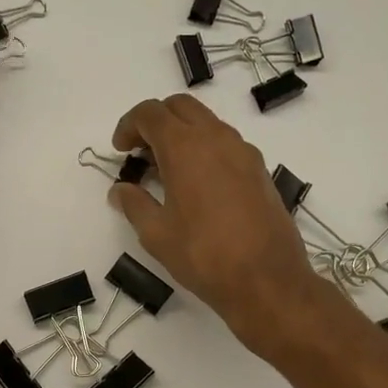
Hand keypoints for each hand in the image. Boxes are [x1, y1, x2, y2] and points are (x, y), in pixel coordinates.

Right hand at [106, 95, 326, 352]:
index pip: (151, 113)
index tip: (119, 150)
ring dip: (182, 134)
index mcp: (185, 147)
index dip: (128, 125)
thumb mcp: (156, 234)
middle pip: (180, 107)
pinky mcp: (260, 170)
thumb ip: (134, 205)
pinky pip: (226, 144)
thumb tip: (120, 190)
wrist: (267, 280)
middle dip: (155, 121)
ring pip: (206, 123)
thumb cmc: (203, 256)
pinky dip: (204, 149)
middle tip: (140, 153)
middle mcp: (217, 138)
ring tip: (166, 171)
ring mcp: (244, 152)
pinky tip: (196, 185)